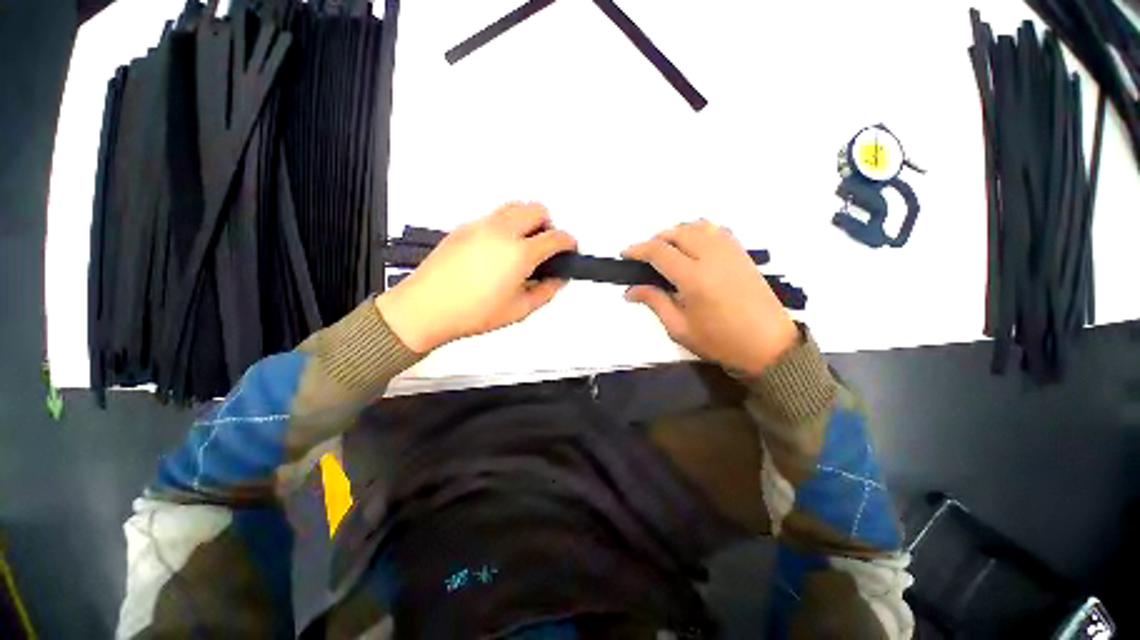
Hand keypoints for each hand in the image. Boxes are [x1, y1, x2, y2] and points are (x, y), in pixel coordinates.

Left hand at [376, 202, 577, 351]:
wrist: (426, 307)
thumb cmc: (471, 312)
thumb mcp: (519, 310)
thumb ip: (545, 293)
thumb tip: (557, 280)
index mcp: (519, 253)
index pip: (555, 237)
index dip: (568, 242)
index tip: (570, 248)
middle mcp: (502, 232)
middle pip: (536, 209)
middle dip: (548, 224)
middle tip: (546, 245)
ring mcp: (481, 226)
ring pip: (514, 206)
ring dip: (527, 219)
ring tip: (523, 244)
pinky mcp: (465, 227)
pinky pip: (494, 216)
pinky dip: (506, 224)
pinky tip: (499, 249)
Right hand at [623, 220, 797, 375]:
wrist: (768, 346)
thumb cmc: (720, 341)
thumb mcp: (680, 328)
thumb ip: (655, 302)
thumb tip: (630, 291)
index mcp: (694, 277)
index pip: (659, 252)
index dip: (638, 250)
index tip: (624, 254)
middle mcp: (712, 257)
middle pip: (678, 232)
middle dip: (656, 240)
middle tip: (645, 257)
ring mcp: (731, 252)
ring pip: (698, 226)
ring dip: (677, 232)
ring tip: (667, 249)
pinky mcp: (742, 254)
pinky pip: (717, 230)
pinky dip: (699, 231)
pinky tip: (693, 246)